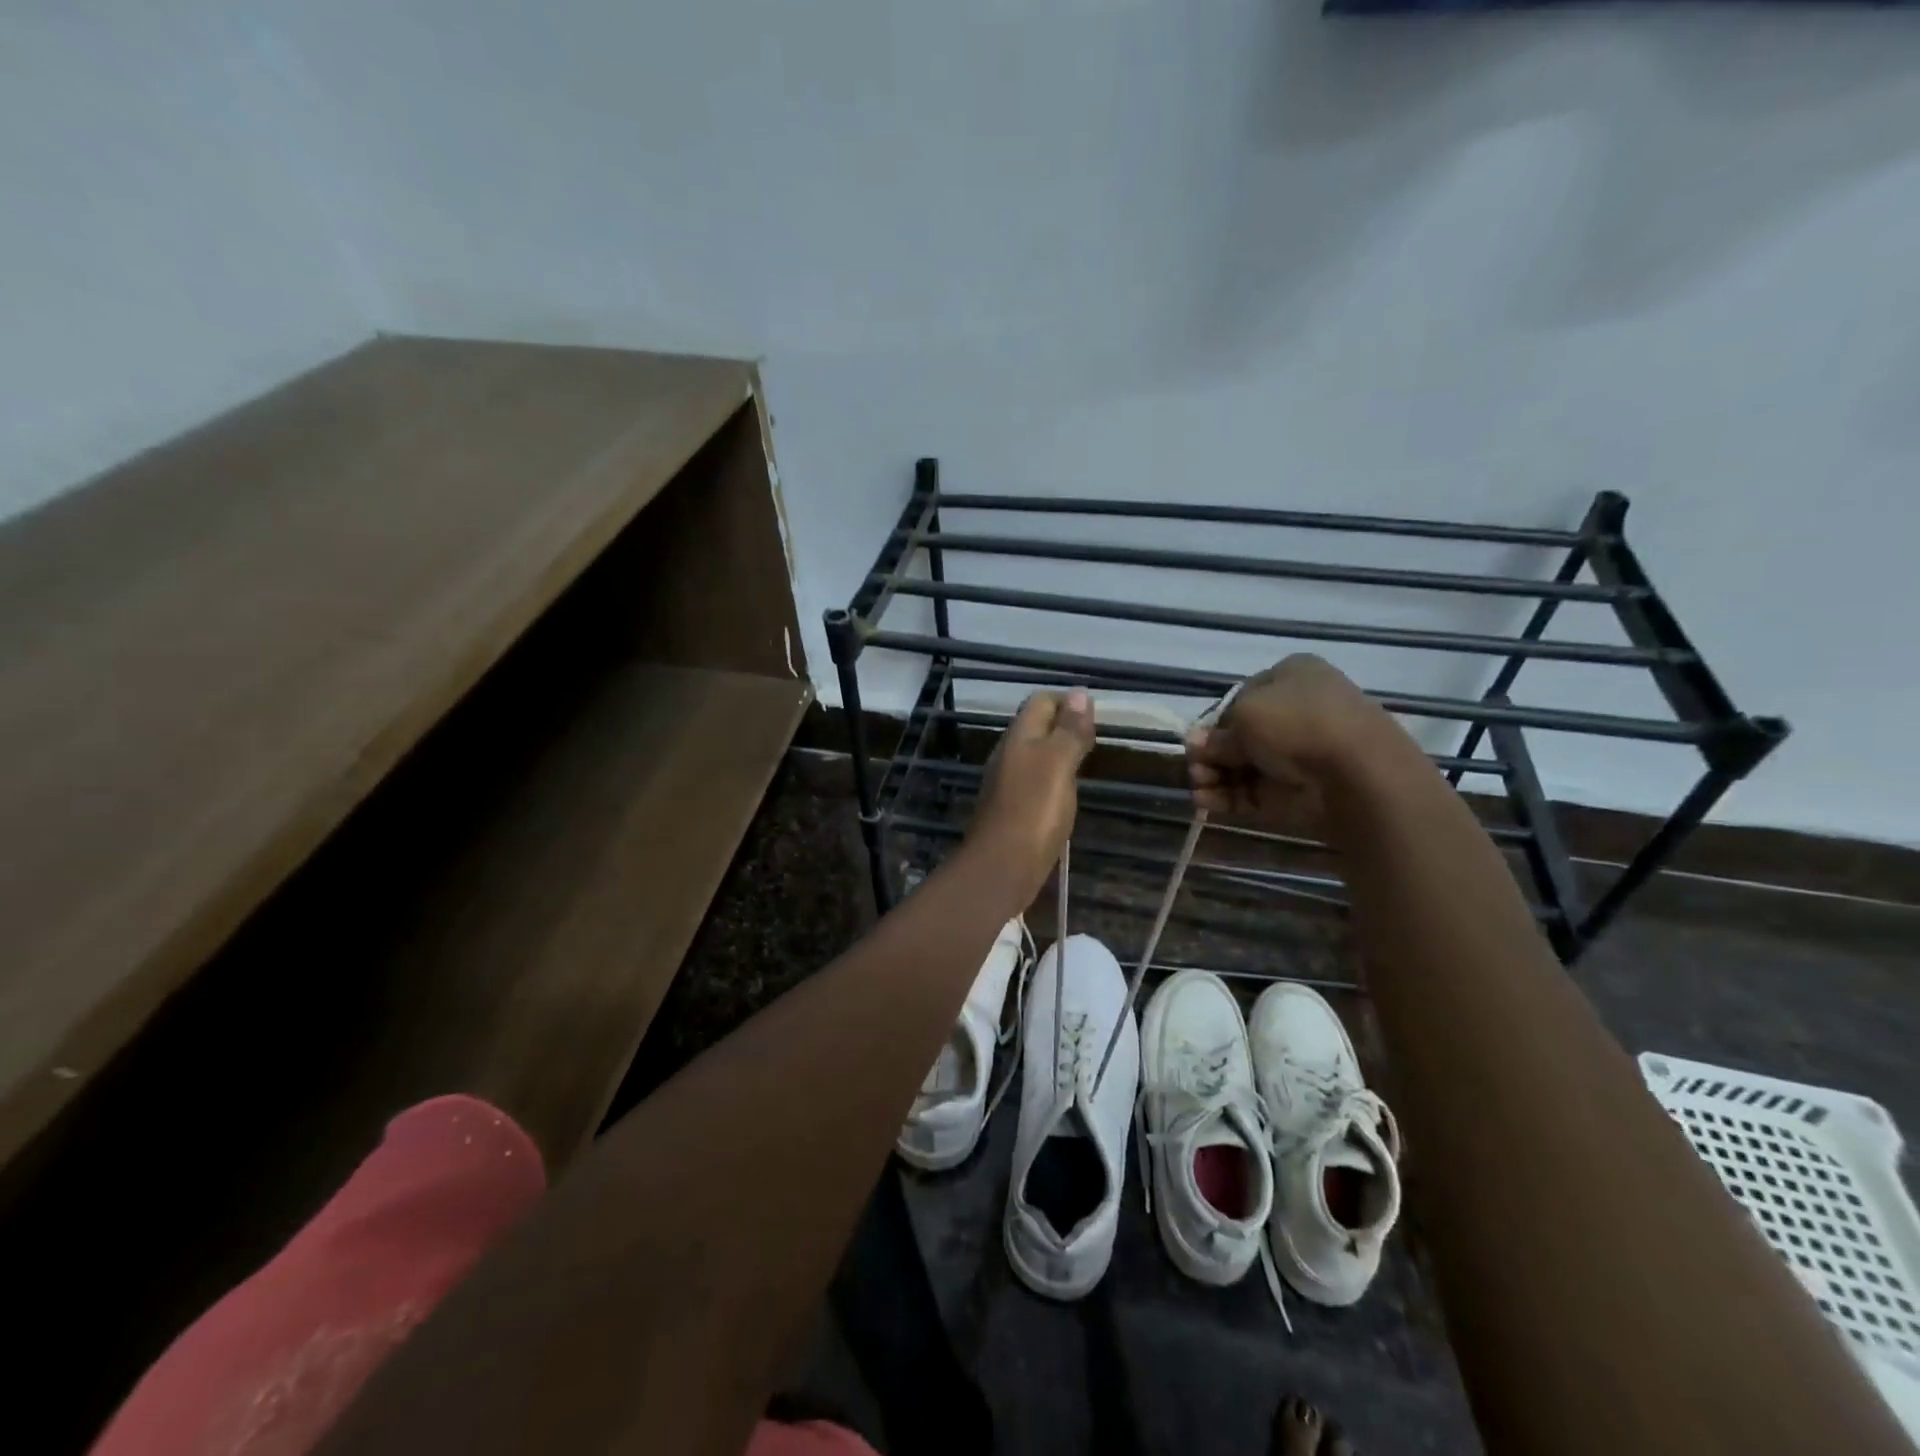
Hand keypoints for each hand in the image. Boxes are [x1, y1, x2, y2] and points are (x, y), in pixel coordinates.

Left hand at [968, 688, 1095, 900]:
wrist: (1002, 866)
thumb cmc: (1034, 810)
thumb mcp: (1058, 763)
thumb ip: (1069, 730)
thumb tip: (1081, 693)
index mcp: (1019, 736)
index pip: (1041, 701)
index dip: (1068, 701)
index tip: (1097, 715)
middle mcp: (1009, 754)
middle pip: (1036, 726)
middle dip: (1064, 725)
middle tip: (1096, 738)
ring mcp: (1007, 782)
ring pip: (1035, 754)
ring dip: (1058, 752)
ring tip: (1086, 761)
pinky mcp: (1012, 808)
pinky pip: (1034, 780)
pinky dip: (1052, 777)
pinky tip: (1065, 792)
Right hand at [1186, 655, 1396, 829]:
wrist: (1356, 773)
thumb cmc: (1298, 723)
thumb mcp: (1245, 715)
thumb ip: (1215, 735)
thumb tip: (1196, 745)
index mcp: (1292, 677)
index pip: (1241, 697)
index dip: (1213, 720)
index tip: (1196, 739)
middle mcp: (1297, 711)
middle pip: (1239, 734)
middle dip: (1211, 752)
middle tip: (1195, 767)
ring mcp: (1298, 754)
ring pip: (1243, 765)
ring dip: (1214, 775)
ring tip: (1199, 787)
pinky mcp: (1295, 791)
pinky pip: (1252, 792)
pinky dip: (1227, 797)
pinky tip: (1205, 802)